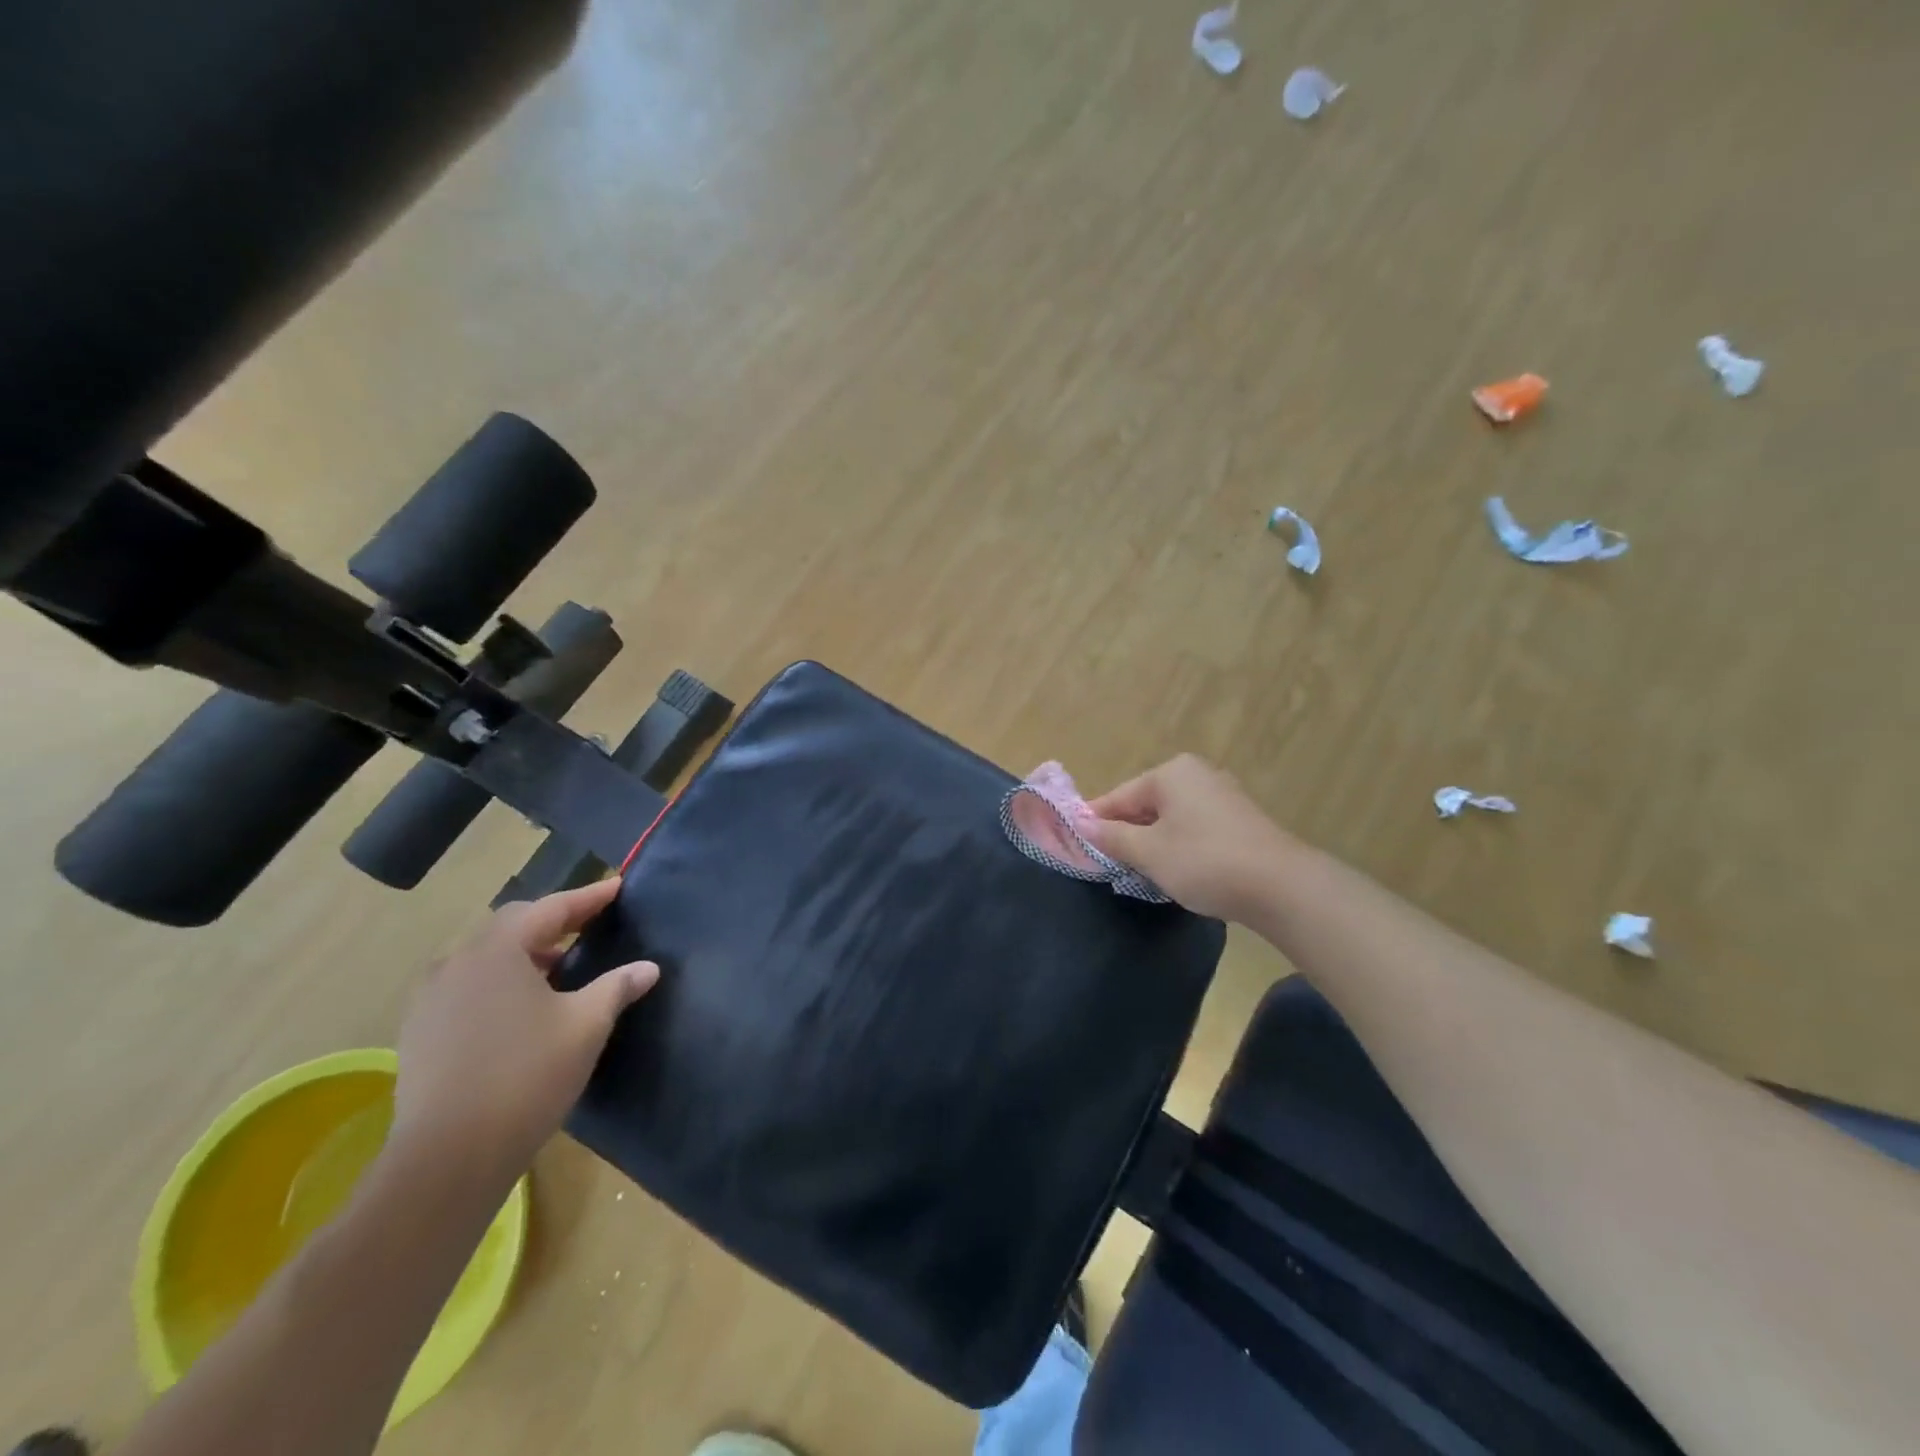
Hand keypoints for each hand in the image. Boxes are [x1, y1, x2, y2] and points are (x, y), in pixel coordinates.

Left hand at [391, 878, 656, 1183]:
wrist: (448, 1158)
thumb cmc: (527, 1076)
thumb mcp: (586, 1025)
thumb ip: (617, 987)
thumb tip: (648, 967)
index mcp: (497, 951)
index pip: (551, 909)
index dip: (589, 897)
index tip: (617, 887)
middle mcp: (457, 963)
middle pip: (513, 926)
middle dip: (554, 922)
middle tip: (589, 924)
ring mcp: (431, 998)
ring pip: (486, 957)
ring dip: (525, 953)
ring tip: (560, 969)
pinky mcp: (420, 1031)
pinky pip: (468, 986)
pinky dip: (500, 981)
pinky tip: (522, 1007)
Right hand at [1083, 754, 1295, 922]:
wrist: (1282, 887)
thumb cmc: (1204, 861)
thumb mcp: (1149, 852)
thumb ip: (1112, 837)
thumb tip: (1082, 824)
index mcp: (1171, 773)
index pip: (1119, 796)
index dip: (1096, 822)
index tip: (1077, 845)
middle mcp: (1197, 774)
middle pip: (1146, 804)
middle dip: (1127, 833)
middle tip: (1110, 864)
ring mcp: (1223, 795)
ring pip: (1171, 818)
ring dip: (1153, 842)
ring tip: (1141, 871)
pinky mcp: (1241, 820)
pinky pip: (1195, 828)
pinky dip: (1180, 846)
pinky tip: (1178, 870)